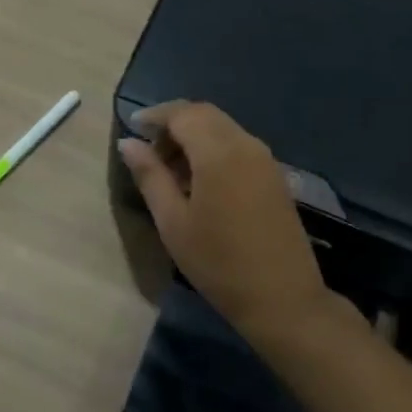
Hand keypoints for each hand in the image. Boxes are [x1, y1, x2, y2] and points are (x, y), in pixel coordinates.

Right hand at [117, 101, 336, 343]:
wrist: (282, 298)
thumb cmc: (219, 262)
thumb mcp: (173, 222)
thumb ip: (150, 176)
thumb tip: (129, 143)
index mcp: (218, 151)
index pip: (183, 113)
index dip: (155, 115)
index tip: (132, 127)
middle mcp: (245, 144)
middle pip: (205, 114)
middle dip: (174, 123)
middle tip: (149, 150)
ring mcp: (265, 159)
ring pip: (223, 128)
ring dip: (194, 136)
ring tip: (170, 169)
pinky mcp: (274, 175)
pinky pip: (238, 145)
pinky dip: (214, 149)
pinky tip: (199, 180)